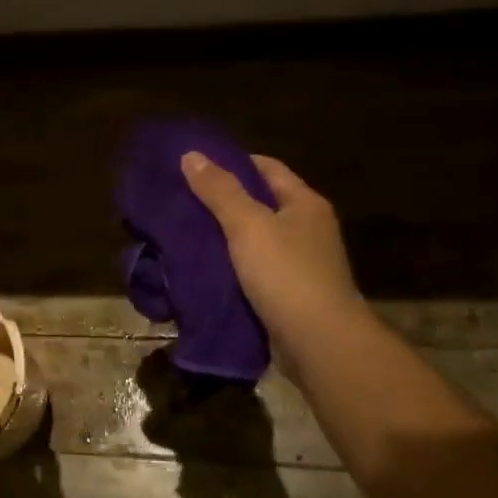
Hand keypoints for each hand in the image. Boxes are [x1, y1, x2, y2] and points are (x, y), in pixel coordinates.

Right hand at [181, 151, 362, 367]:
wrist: (317, 342)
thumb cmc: (286, 274)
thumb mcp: (248, 225)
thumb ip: (219, 191)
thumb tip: (191, 155)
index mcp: (304, 204)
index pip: (267, 168)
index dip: (231, 163)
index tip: (194, 167)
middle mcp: (306, 229)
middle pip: (259, 204)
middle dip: (220, 202)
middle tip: (179, 201)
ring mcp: (298, 265)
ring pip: (252, 241)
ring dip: (221, 239)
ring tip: (180, 235)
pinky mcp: (285, 295)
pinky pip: (251, 273)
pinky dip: (227, 269)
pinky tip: (199, 270)